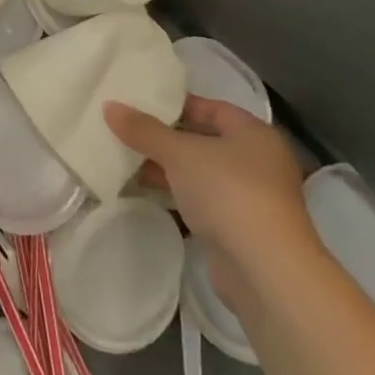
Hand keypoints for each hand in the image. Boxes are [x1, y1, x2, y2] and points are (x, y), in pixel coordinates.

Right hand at [105, 96, 321, 302]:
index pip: (211, 107)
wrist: (265, 270)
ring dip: (168, 168)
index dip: (176, 104)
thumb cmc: (228, 192)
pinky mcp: (240, 228)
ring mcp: (251, 197)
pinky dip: (177, 194)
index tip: (140, 103)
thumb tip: (109, 106)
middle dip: (166, 137)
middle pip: (204, 140)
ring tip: (126, 159)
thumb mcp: (179, 153)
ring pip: (201, 172)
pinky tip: (145, 191)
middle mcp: (258, 161)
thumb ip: (144, 129)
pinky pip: (201, 200)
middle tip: (127, 130)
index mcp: (254, 133)